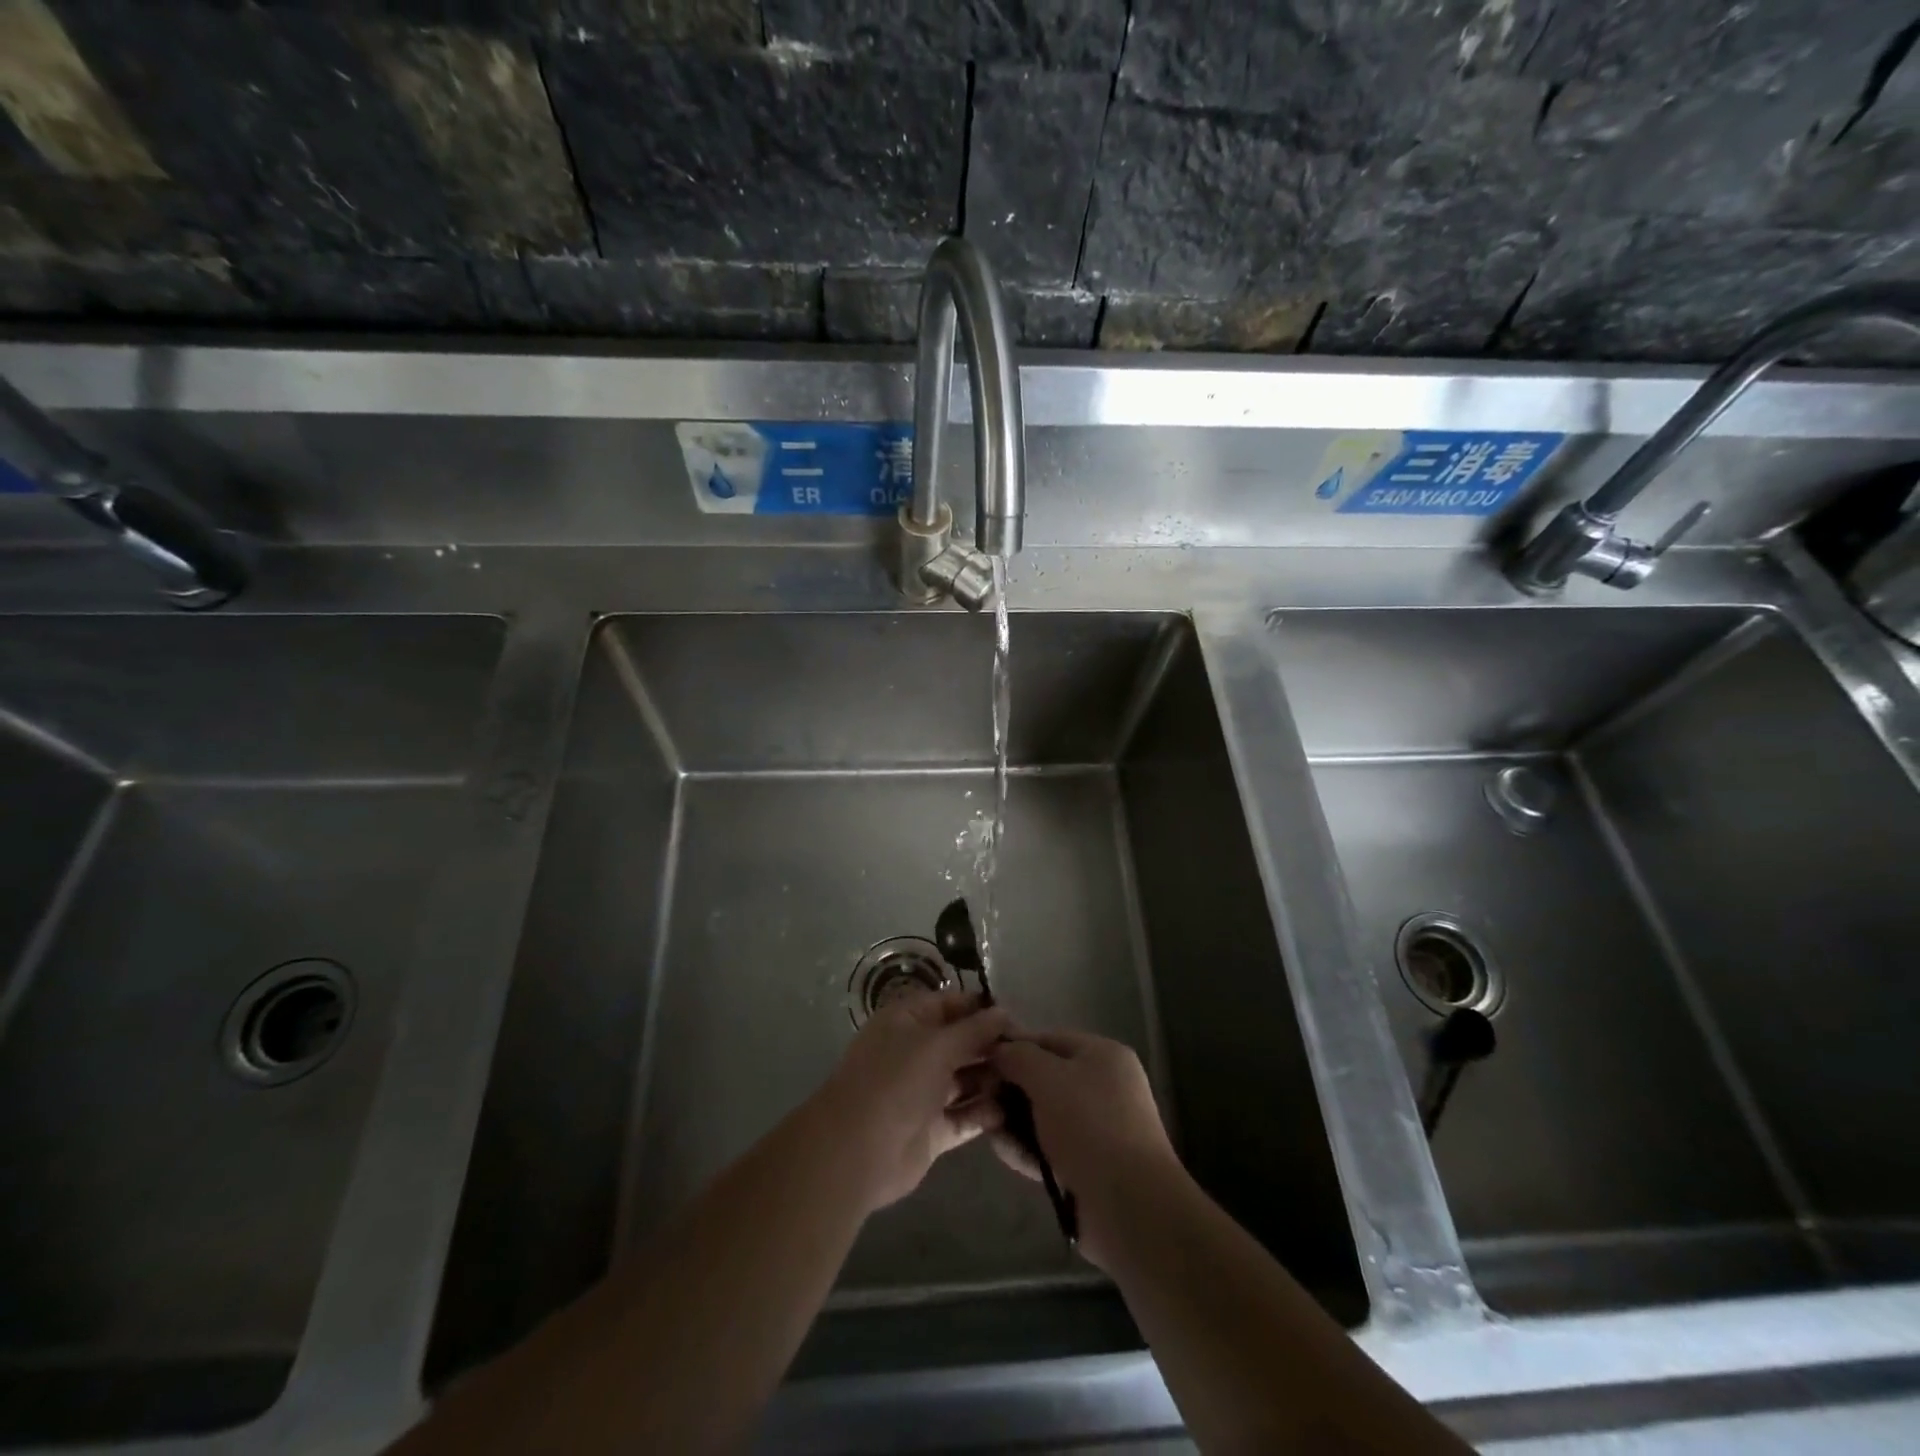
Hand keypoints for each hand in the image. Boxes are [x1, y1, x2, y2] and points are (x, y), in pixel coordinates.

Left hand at [817, 989, 1010, 1212]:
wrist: (857, 1152)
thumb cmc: (895, 1082)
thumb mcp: (937, 1045)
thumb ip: (973, 1030)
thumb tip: (1003, 1012)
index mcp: (907, 1021)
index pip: (950, 1004)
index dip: (981, 1008)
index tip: (1017, 1016)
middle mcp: (915, 1052)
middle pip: (960, 1042)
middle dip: (991, 1045)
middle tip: (1031, 1052)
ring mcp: (922, 1092)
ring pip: (964, 1080)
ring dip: (992, 1079)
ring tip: (1028, 1080)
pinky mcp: (931, 1129)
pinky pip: (963, 1116)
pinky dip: (984, 1113)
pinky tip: (1012, 1110)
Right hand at [989, 1030, 1180, 1268]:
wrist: (1131, 1207)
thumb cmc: (1090, 1126)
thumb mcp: (1048, 1078)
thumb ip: (1018, 1057)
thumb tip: (997, 1048)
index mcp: (1102, 1055)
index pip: (1047, 1039)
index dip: (1012, 1047)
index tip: (978, 1061)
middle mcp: (1102, 1087)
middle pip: (1043, 1078)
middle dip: (1009, 1089)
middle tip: (980, 1100)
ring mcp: (1096, 1128)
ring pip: (1042, 1115)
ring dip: (1013, 1121)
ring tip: (987, 1128)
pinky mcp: (1087, 1165)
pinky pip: (1049, 1146)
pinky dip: (1026, 1147)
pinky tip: (1003, 1151)